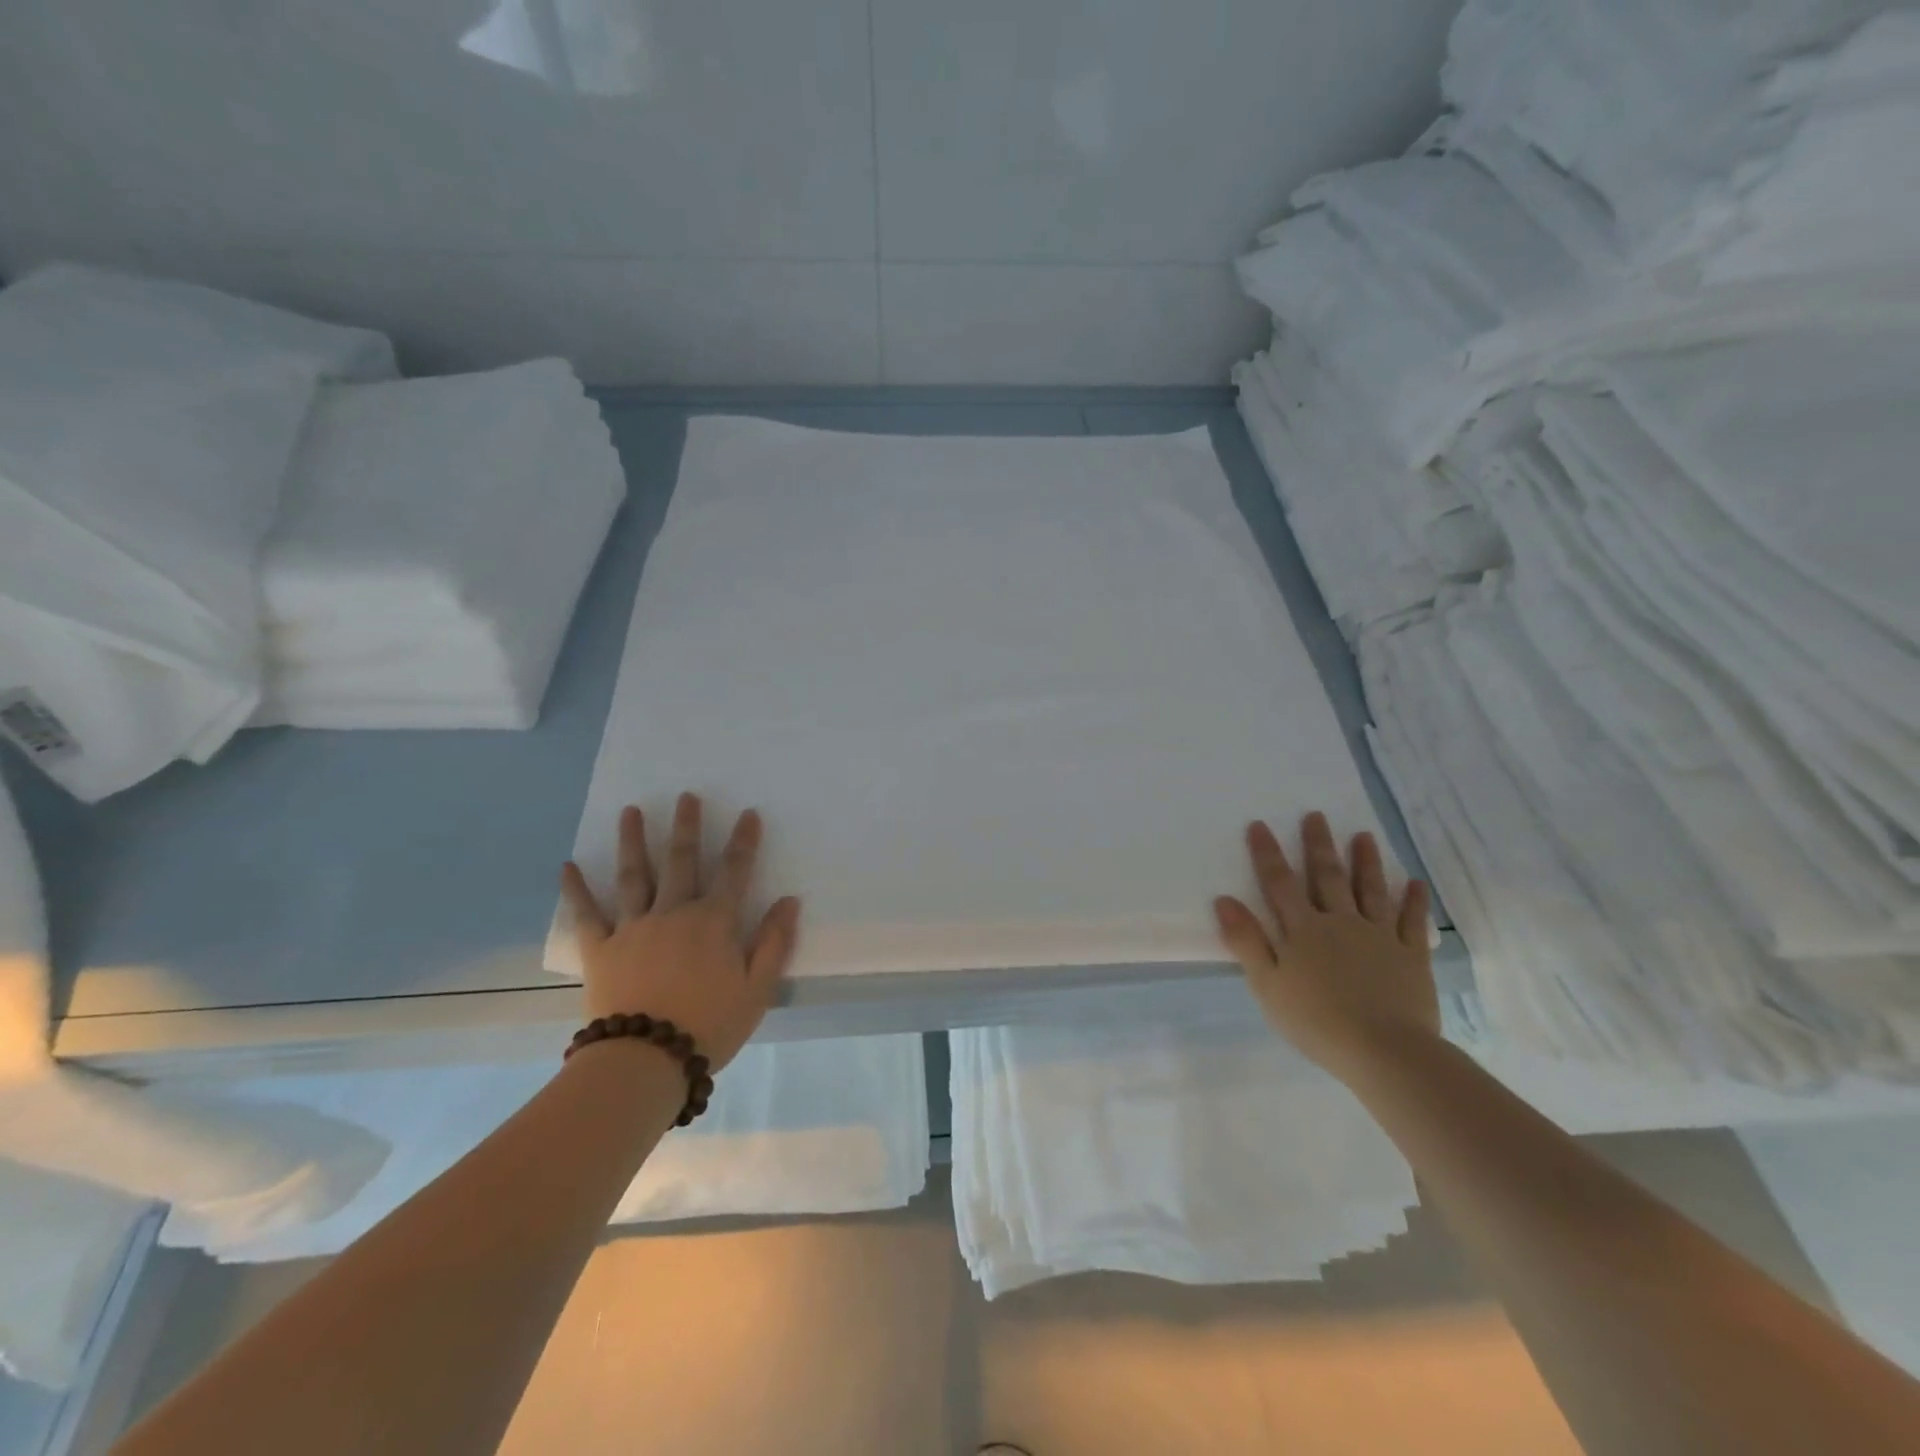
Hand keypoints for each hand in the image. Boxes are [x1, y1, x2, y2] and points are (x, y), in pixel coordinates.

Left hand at [559, 793, 799, 1071]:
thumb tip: (789, 901)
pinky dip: (576, 890)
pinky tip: (567, 866)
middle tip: (686, 795)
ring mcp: (634, 927)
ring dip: (633, 840)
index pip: (734, 872)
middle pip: (681, 861)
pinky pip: (587, 914)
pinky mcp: (601, 949)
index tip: (748, 813)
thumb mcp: (757, 989)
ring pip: (634, 875)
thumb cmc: (709, 1026)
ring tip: (631, 811)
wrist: (645, 1061)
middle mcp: (674, 913)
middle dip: (686, 826)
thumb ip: (774, 942)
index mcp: (714, 922)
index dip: (743, 841)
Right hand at [1214, 811, 1437, 1078]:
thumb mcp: (1267, 984)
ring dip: (1365, 862)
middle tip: (1317, 815)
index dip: (1268, 853)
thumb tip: (1223, 899)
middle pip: (1327, 877)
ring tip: (1364, 835)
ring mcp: (1379, 937)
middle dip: (1319, 845)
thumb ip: (1246, 941)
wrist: (1384, 1051)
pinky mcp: (1411, 956)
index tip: (1260, 824)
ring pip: (1370, 890)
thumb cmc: (1316, 1021)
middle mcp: (1340, 922)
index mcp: (1303, 930)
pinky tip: (1415, 882)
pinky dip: (1413, 901)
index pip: (1279, 883)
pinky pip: (1411, 922)